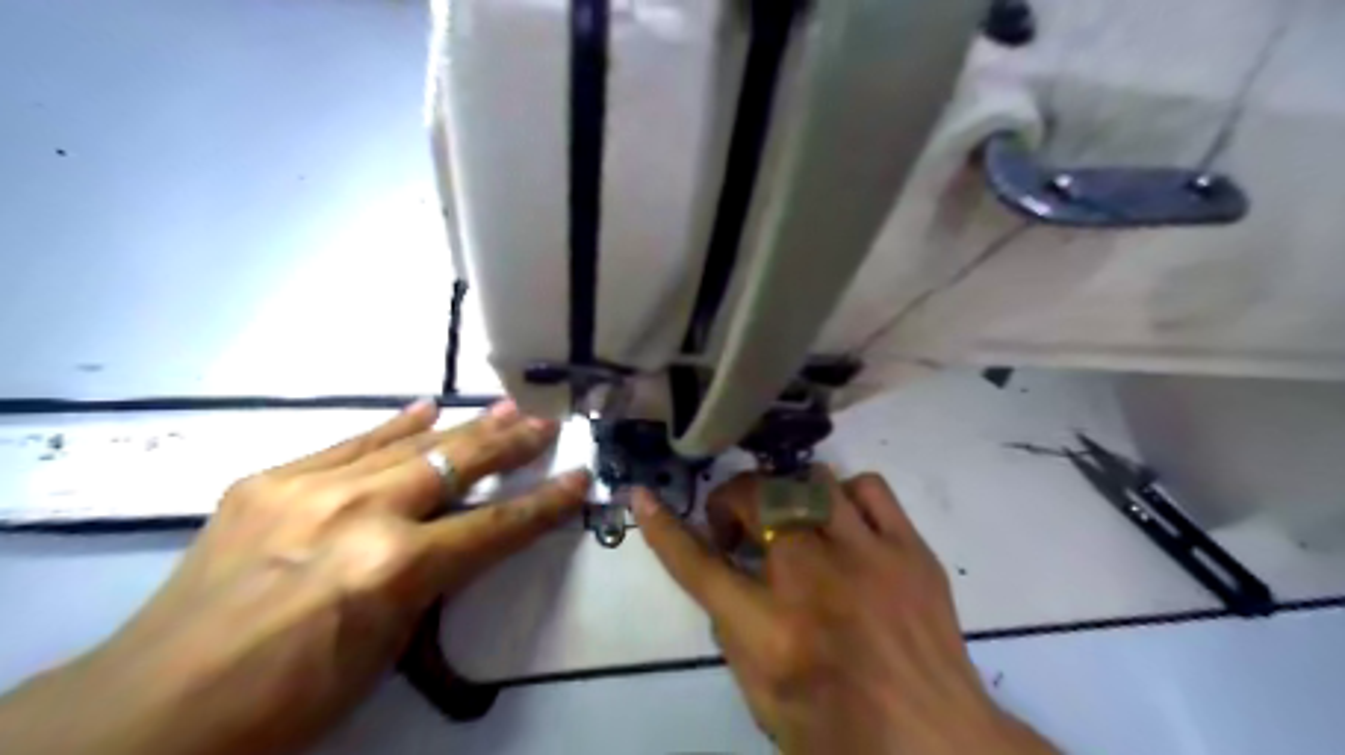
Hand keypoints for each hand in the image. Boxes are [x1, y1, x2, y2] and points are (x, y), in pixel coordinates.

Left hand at [0, 399, 588, 752]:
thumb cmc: (286, 703)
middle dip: (511, 444)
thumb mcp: (386, 651)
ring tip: (505, 406)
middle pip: (457, 465)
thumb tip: (457, 539)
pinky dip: (393, 426)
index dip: (544, 503)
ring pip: (409, 444)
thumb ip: (427, 582)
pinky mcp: (268, 481)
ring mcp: (309, 489)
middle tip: (546, 424)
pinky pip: (348, 443)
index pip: (495, 525)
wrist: (145, 715)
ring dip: (464, 426)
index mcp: (394, 568)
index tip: (580, 478)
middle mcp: (360, 514)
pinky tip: (424, 407)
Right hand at [638, 469, 1055, 751]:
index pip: (698, 565)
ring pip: (809, 481)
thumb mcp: (762, 697)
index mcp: (771, 630)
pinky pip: (867, 487)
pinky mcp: (909, 548)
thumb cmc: (840, 732)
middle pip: (755, 501)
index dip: (664, 529)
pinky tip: (843, 522)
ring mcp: (867, 556)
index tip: (642, 498)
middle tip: (740, 531)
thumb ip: (733, 629)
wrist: (938, 744)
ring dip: (786, 498)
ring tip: (792, 524)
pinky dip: (844, 496)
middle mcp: (813, 579)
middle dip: (733, 506)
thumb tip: (728, 575)